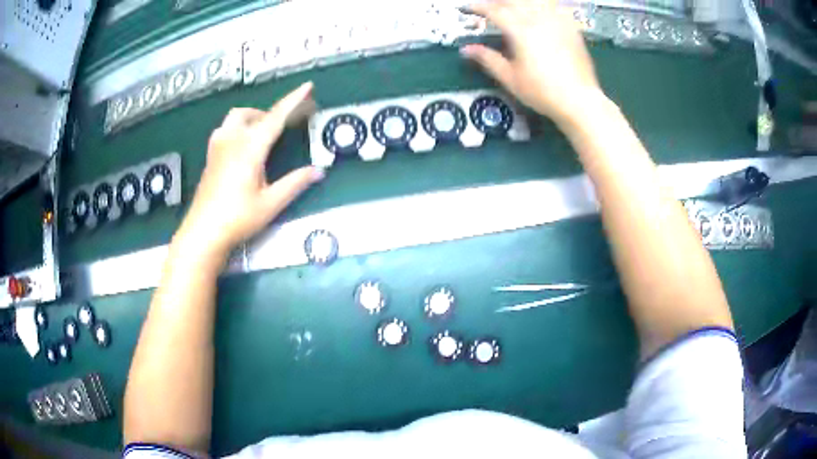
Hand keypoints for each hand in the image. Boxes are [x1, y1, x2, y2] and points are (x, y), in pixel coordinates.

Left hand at [177, 82, 324, 256]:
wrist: (203, 233)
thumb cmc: (237, 218)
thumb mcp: (270, 203)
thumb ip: (295, 183)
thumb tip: (319, 170)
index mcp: (250, 148)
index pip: (276, 117)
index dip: (294, 100)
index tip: (307, 85)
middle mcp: (232, 140)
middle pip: (253, 113)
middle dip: (271, 113)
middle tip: (285, 125)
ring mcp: (217, 147)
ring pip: (235, 118)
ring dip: (252, 118)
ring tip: (262, 133)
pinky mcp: (210, 156)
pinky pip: (225, 130)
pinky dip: (237, 128)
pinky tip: (240, 145)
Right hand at [461, 0, 603, 127]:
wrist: (580, 100)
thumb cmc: (543, 92)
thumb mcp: (510, 78)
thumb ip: (487, 59)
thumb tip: (467, 49)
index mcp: (521, 30)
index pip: (494, 10)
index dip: (479, 7)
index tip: (468, 8)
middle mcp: (539, 20)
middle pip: (513, 1)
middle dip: (497, 2)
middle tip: (489, 8)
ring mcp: (557, 21)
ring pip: (534, 2)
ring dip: (518, 3)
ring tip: (511, 8)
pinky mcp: (571, 28)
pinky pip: (554, 7)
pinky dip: (541, 6)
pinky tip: (538, 12)